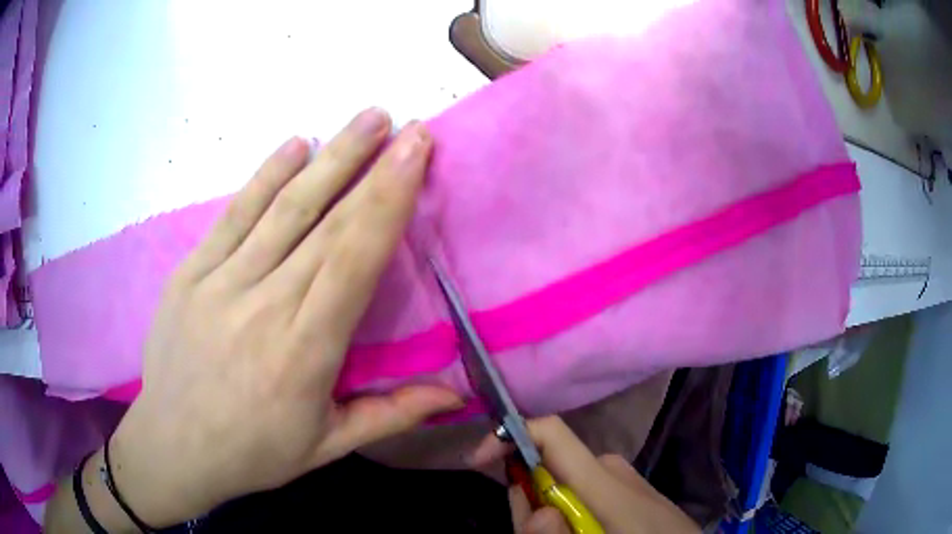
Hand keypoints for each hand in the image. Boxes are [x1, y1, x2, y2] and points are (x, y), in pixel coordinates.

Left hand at [104, 109, 462, 525]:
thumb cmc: (253, 452)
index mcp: (303, 353)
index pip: (352, 261)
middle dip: (372, 166)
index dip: (387, 201)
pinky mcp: (190, 273)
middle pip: (324, 223)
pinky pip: (233, 214)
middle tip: (407, 124)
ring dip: (330, 157)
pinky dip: (266, 175)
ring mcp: (219, 283)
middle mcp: (263, 307)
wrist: (173, 446)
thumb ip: (392, 414)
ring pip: (282, 207)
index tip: (416, 153)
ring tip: (366, 117)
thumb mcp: (327, 447)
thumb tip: (456, 396)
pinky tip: (296, 143)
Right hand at [470, 416, 699, 533]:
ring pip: (561, 485)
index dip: (507, 436)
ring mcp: (622, 478)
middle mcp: (610, 468)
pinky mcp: (627, 490)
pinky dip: (566, 513)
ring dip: (547, 512)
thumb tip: (529, 504)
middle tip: (538, 532)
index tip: (476, 462)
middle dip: (527, 498)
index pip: (550, 432)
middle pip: (547, 467)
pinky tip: (584, 532)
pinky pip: (581, 493)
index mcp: (604, 478)